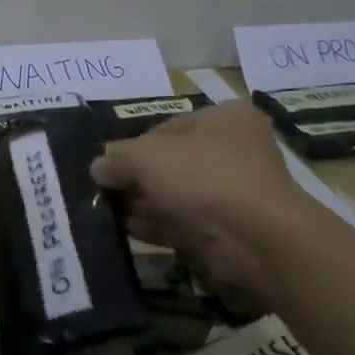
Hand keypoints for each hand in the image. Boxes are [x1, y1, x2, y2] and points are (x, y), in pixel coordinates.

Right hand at [90, 100, 313, 290]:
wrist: (257, 237)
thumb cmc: (203, 175)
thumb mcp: (147, 156)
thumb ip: (117, 158)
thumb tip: (97, 168)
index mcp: (223, 118)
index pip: (167, 128)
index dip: (134, 146)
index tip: (109, 165)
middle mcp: (232, 151)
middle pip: (170, 163)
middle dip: (136, 178)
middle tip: (103, 191)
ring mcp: (233, 193)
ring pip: (176, 194)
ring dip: (142, 203)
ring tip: (105, 212)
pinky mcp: (228, 229)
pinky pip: (183, 222)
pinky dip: (155, 224)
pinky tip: (125, 229)